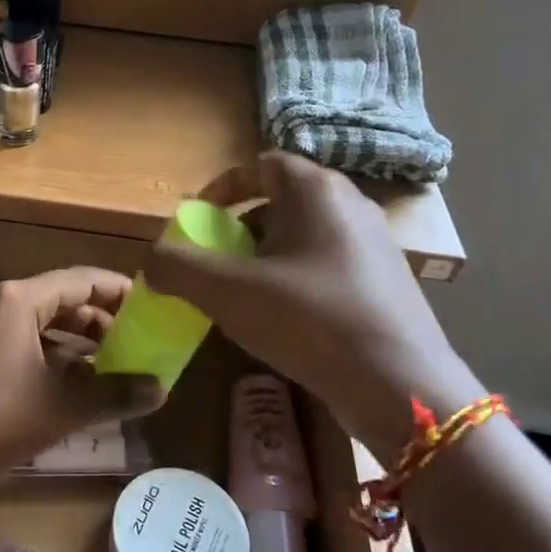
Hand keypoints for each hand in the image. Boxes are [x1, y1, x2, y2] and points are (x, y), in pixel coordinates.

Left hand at [0, 269, 163, 476]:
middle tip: (139, 344)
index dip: (121, 292)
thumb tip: (160, 389)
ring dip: (80, 345)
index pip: (83, 280)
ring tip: (115, 368)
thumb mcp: (61, 405)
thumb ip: (113, 394)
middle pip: (64, 301)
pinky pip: (26, 346)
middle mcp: (3, 305)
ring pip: (45, 327)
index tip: (154, 309)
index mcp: (22, 300)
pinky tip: (75, 387)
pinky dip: (55, 360)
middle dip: (103, 322)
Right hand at [143, 153, 480, 453]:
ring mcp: (374, 246)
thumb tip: (151, 261)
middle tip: (216, 262)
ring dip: (266, 258)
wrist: (399, 386)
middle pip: (281, 202)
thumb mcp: (227, 291)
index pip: (261, 165)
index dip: (222, 188)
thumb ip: (177, 267)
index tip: (197, 219)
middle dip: (240, 229)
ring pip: (304, 238)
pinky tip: (283, 321)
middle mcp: (351, 206)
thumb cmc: (309, 319)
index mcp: (317, 191)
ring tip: (244, 296)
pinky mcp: (385, 284)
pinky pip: (326, 267)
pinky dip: (295, 281)